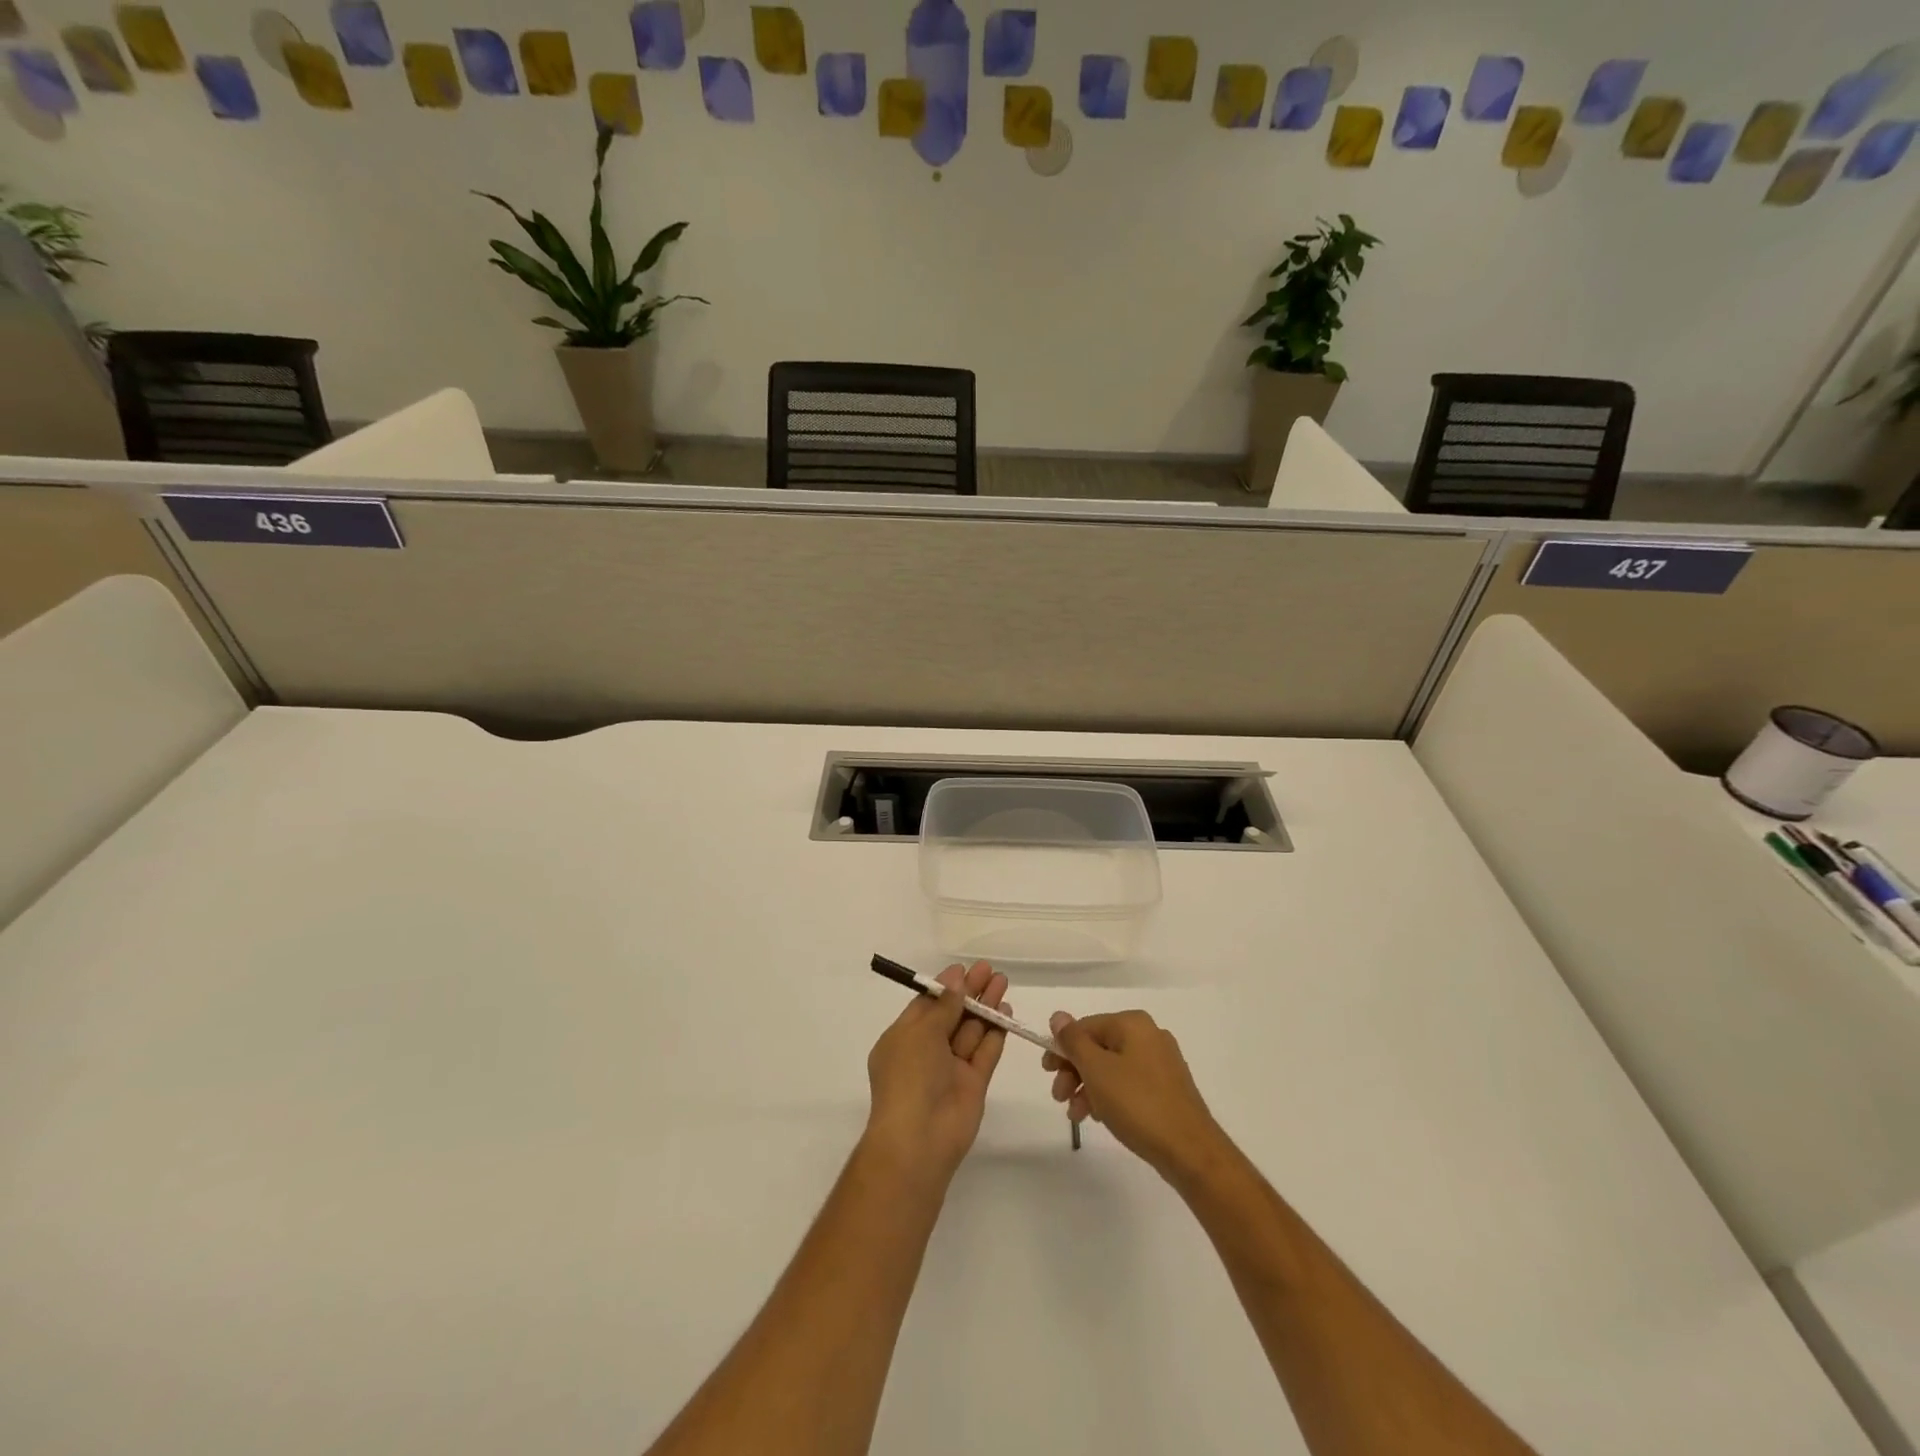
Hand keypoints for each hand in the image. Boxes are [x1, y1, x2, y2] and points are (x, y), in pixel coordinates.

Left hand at [864, 962, 1010, 1185]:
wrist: (920, 1138)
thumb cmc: (910, 1077)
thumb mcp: (921, 1032)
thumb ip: (943, 1006)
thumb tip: (955, 980)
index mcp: (903, 1038)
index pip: (926, 1005)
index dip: (945, 986)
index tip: (964, 969)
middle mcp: (926, 1051)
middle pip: (952, 1014)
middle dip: (970, 992)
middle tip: (990, 970)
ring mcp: (951, 1068)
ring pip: (971, 1030)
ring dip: (986, 1006)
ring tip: (1002, 982)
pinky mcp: (973, 1083)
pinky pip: (985, 1052)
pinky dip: (996, 1032)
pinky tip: (1006, 1012)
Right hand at [1043, 1010, 1225, 1181]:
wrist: (1190, 1151)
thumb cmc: (1138, 1104)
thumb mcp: (1096, 1070)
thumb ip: (1074, 1041)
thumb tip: (1058, 1016)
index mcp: (1132, 1024)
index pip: (1085, 1027)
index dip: (1062, 1048)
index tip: (1047, 1073)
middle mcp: (1149, 1035)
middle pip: (1098, 1047)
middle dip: (1074, 1071)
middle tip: (1059, 1097)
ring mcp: (1161, 1062)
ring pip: (1112, 1067)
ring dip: (1089, 1087)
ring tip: (1077, 1115)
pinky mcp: (1168, 1088)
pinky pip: (1129, 1083)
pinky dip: (1110, 1095)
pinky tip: (1101, 1116)